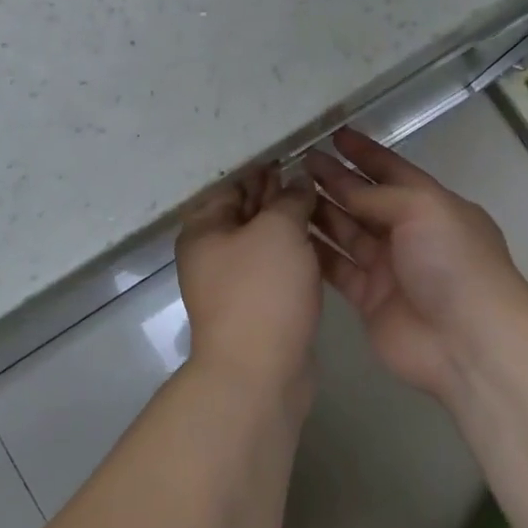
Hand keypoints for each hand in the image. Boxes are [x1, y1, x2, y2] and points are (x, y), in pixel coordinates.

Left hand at [176, 166, 321, 400]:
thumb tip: (298, 182)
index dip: (260, 169)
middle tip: (312, 173)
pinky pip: (276, 267)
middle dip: (276, 193)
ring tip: (322, 201)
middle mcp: (213, 254)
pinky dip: (294, 251)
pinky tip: (320, 240)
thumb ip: (289, 199)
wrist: (259, 373)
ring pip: (264, 241)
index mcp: (205, 230)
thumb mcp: (277, 231)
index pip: (231, 185)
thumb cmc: (261, 291)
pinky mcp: (258, 306)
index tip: (292, 154)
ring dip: (289, 222)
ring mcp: (235, 283)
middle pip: (246, 212)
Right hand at [306, 129, 527, 400]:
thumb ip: (379, 195)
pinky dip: (318, 253)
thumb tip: (344, 186)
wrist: (467, 340)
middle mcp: (410, 233)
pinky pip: (338, 269)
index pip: (392, 170)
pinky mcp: (370, 299)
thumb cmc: (452, 262)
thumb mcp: (422, 209)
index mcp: (431, 205)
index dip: (365, 153)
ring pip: (348, 233)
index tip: (334, 135)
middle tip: (299, 162)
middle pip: (365, 201)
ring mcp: (389, 268)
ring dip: (322, 213)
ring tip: (287, 194)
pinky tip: (290, 236)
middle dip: (336, 181)